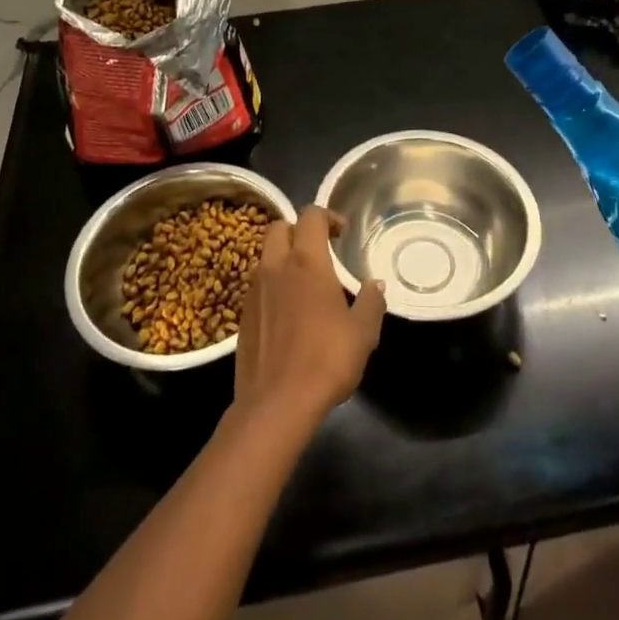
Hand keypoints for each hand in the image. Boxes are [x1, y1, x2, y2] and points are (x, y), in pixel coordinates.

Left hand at [234, 207, 385, 427]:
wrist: (276, 403)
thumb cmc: (326, 360)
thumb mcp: (363, 333)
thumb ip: (371, 302)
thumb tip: (376, 284)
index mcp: (306, 261)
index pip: (311, 216)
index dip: (327, 217)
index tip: (342, 233)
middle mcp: (276, 266)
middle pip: (280, 227)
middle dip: (299, 230)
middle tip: (320, 250)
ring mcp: (254, 289)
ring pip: (266, 255)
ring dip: (284, 256)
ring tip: (305, 281)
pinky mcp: (243, 314)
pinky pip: (258, 283)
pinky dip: (273, 283)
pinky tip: (289, 311)